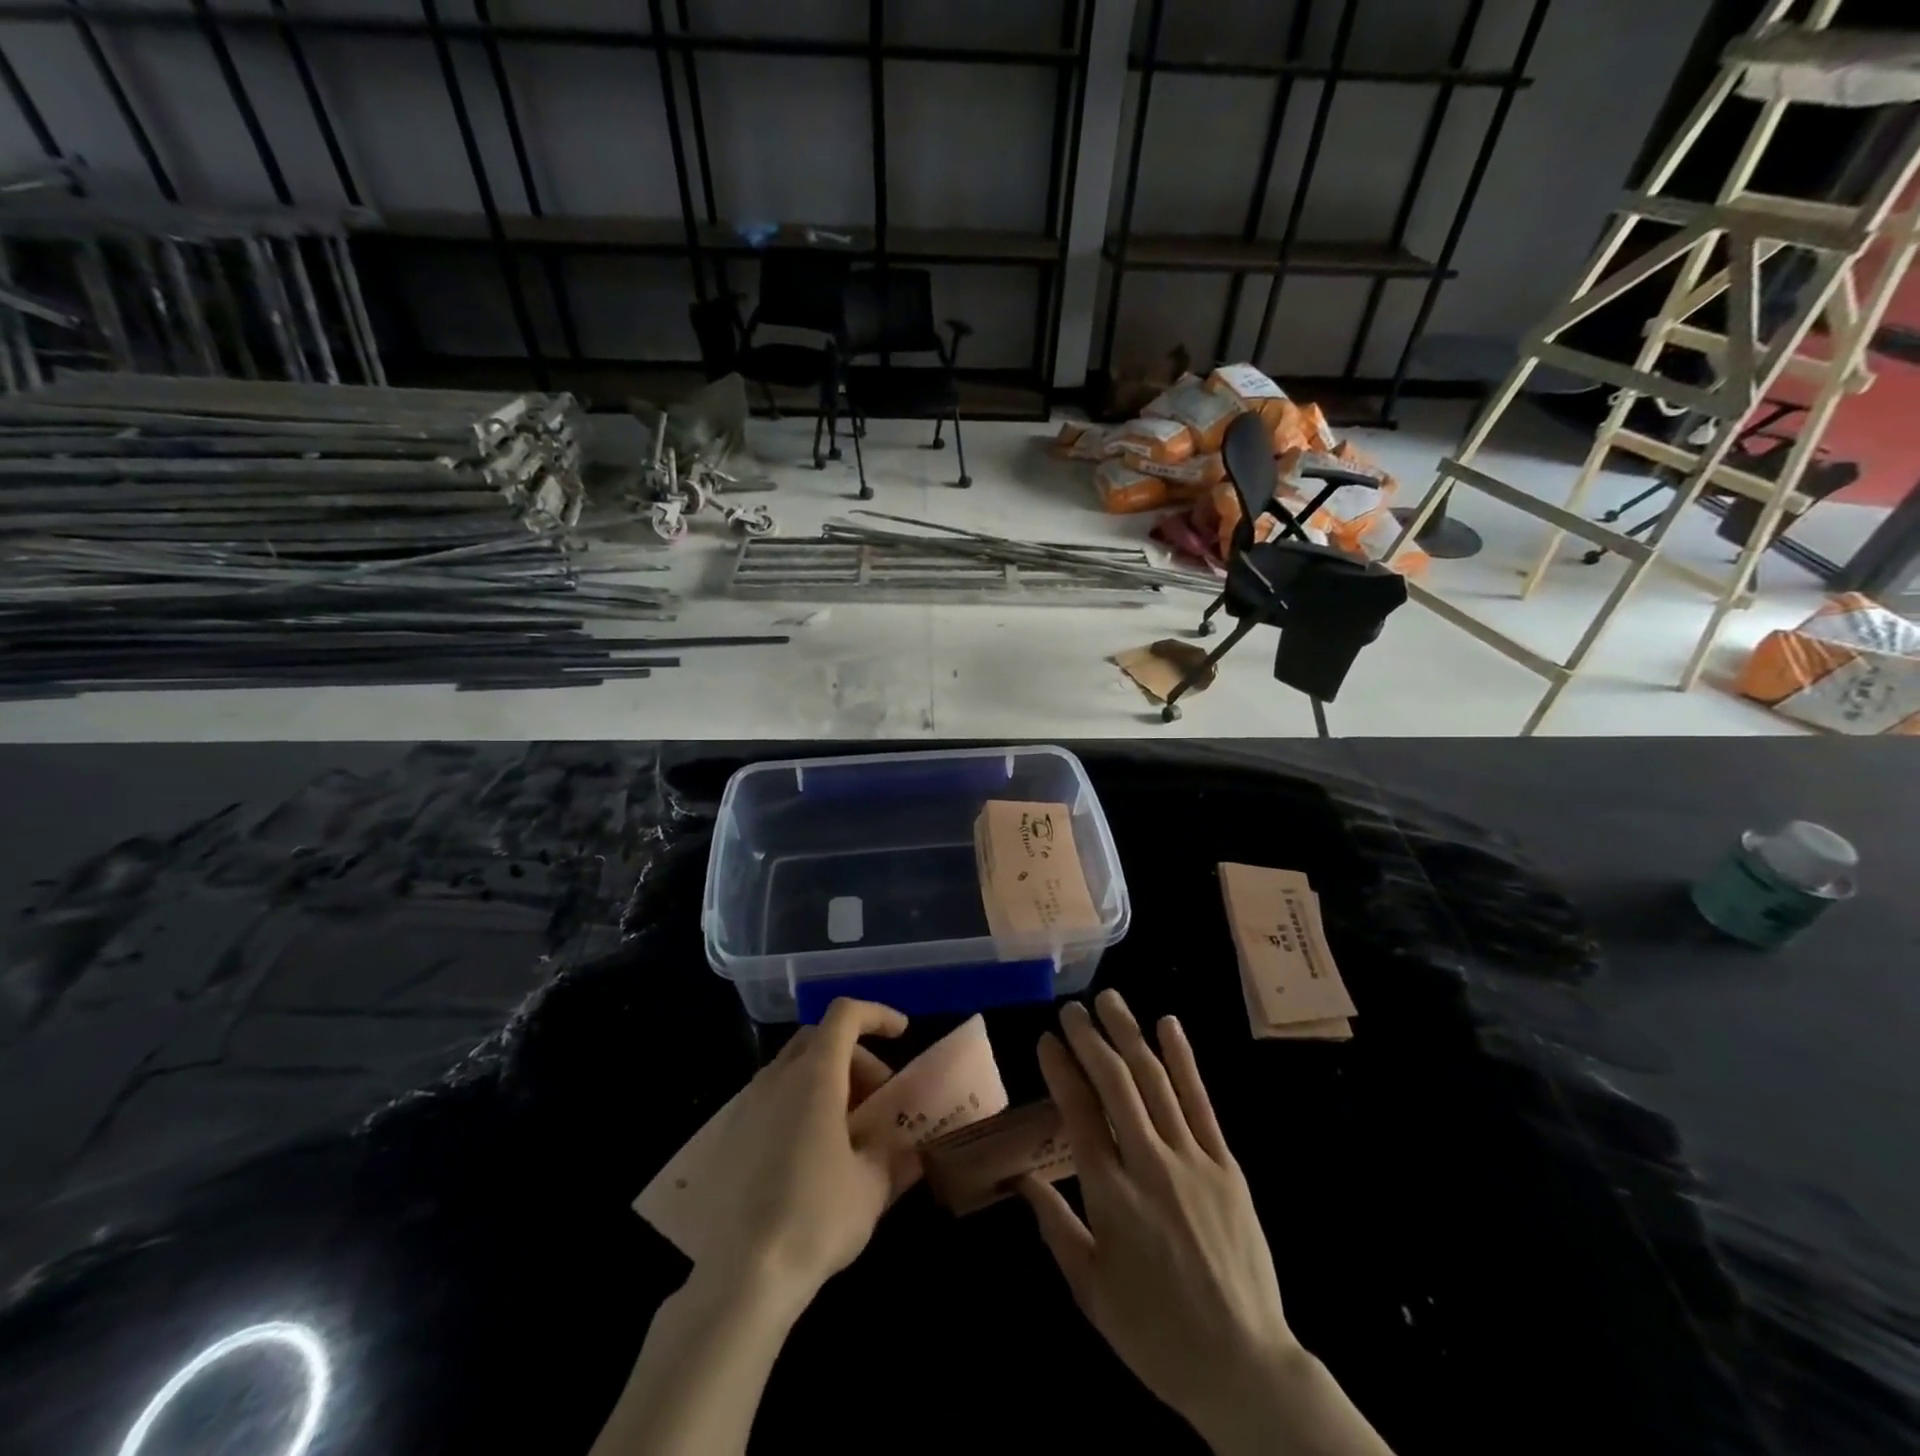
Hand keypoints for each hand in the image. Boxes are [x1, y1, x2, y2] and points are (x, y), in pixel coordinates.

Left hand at [700, 998, 913, 1308]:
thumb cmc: (816, 1219)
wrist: (741, 1278)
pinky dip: (798, 1105)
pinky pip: (770, 1099)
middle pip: (819, 1038)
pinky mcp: (727, 1137)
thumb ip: (894, 1154)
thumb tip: (911, 1146)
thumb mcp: (872, 1187)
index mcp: (815, 1076)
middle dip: (854, 1056)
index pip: (845, 1015)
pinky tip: (809, 1154)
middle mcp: (776, 1078)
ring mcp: (746, 1106)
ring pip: (792, 1068)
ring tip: (846, 1129)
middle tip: (877, 1097)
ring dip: (825, 1081)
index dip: (877, 1015)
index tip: (902, 1034)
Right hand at [1021, 992, 1298, 1442]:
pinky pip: (1202, 1102)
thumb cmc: (1156, 1333)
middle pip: (1116, 1086)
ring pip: (1156, 1082)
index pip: (1079, 1115)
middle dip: (1090, 1040)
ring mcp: (1193, 1161)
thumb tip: (1021, 1181)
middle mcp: (1150, 1166)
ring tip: (1110, 1000)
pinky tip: (1169, 1025)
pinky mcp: (1226, 1165)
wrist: (1244, 1366)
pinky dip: (1184, 1060)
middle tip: (1071, 1009)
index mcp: (1111, 1197)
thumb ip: (1055, 1227)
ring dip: (1130, 1035)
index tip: (1046, 1040)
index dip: (1061, 1071)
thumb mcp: (1091, 1290)